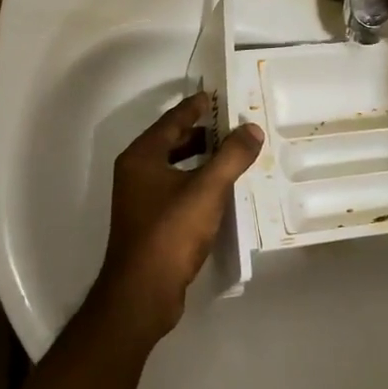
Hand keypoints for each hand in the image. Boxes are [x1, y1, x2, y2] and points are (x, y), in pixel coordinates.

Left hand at [90, 92, 263, 342]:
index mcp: (142, 156)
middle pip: (171, 141)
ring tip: (231, 152)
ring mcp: (140, 199)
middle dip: (200, 131)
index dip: (195, 106)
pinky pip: (175, 189)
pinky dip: (196, 181)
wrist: (142, 293)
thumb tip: (251, 128)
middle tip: (232, 122)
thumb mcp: (207, 190)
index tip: (216, 95)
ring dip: (200, 157)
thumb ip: (232, 156)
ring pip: (173, 166)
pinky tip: (219, 189)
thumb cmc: (170, 233)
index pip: (172, 120)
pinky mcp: (149, 222)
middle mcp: (136, 172)